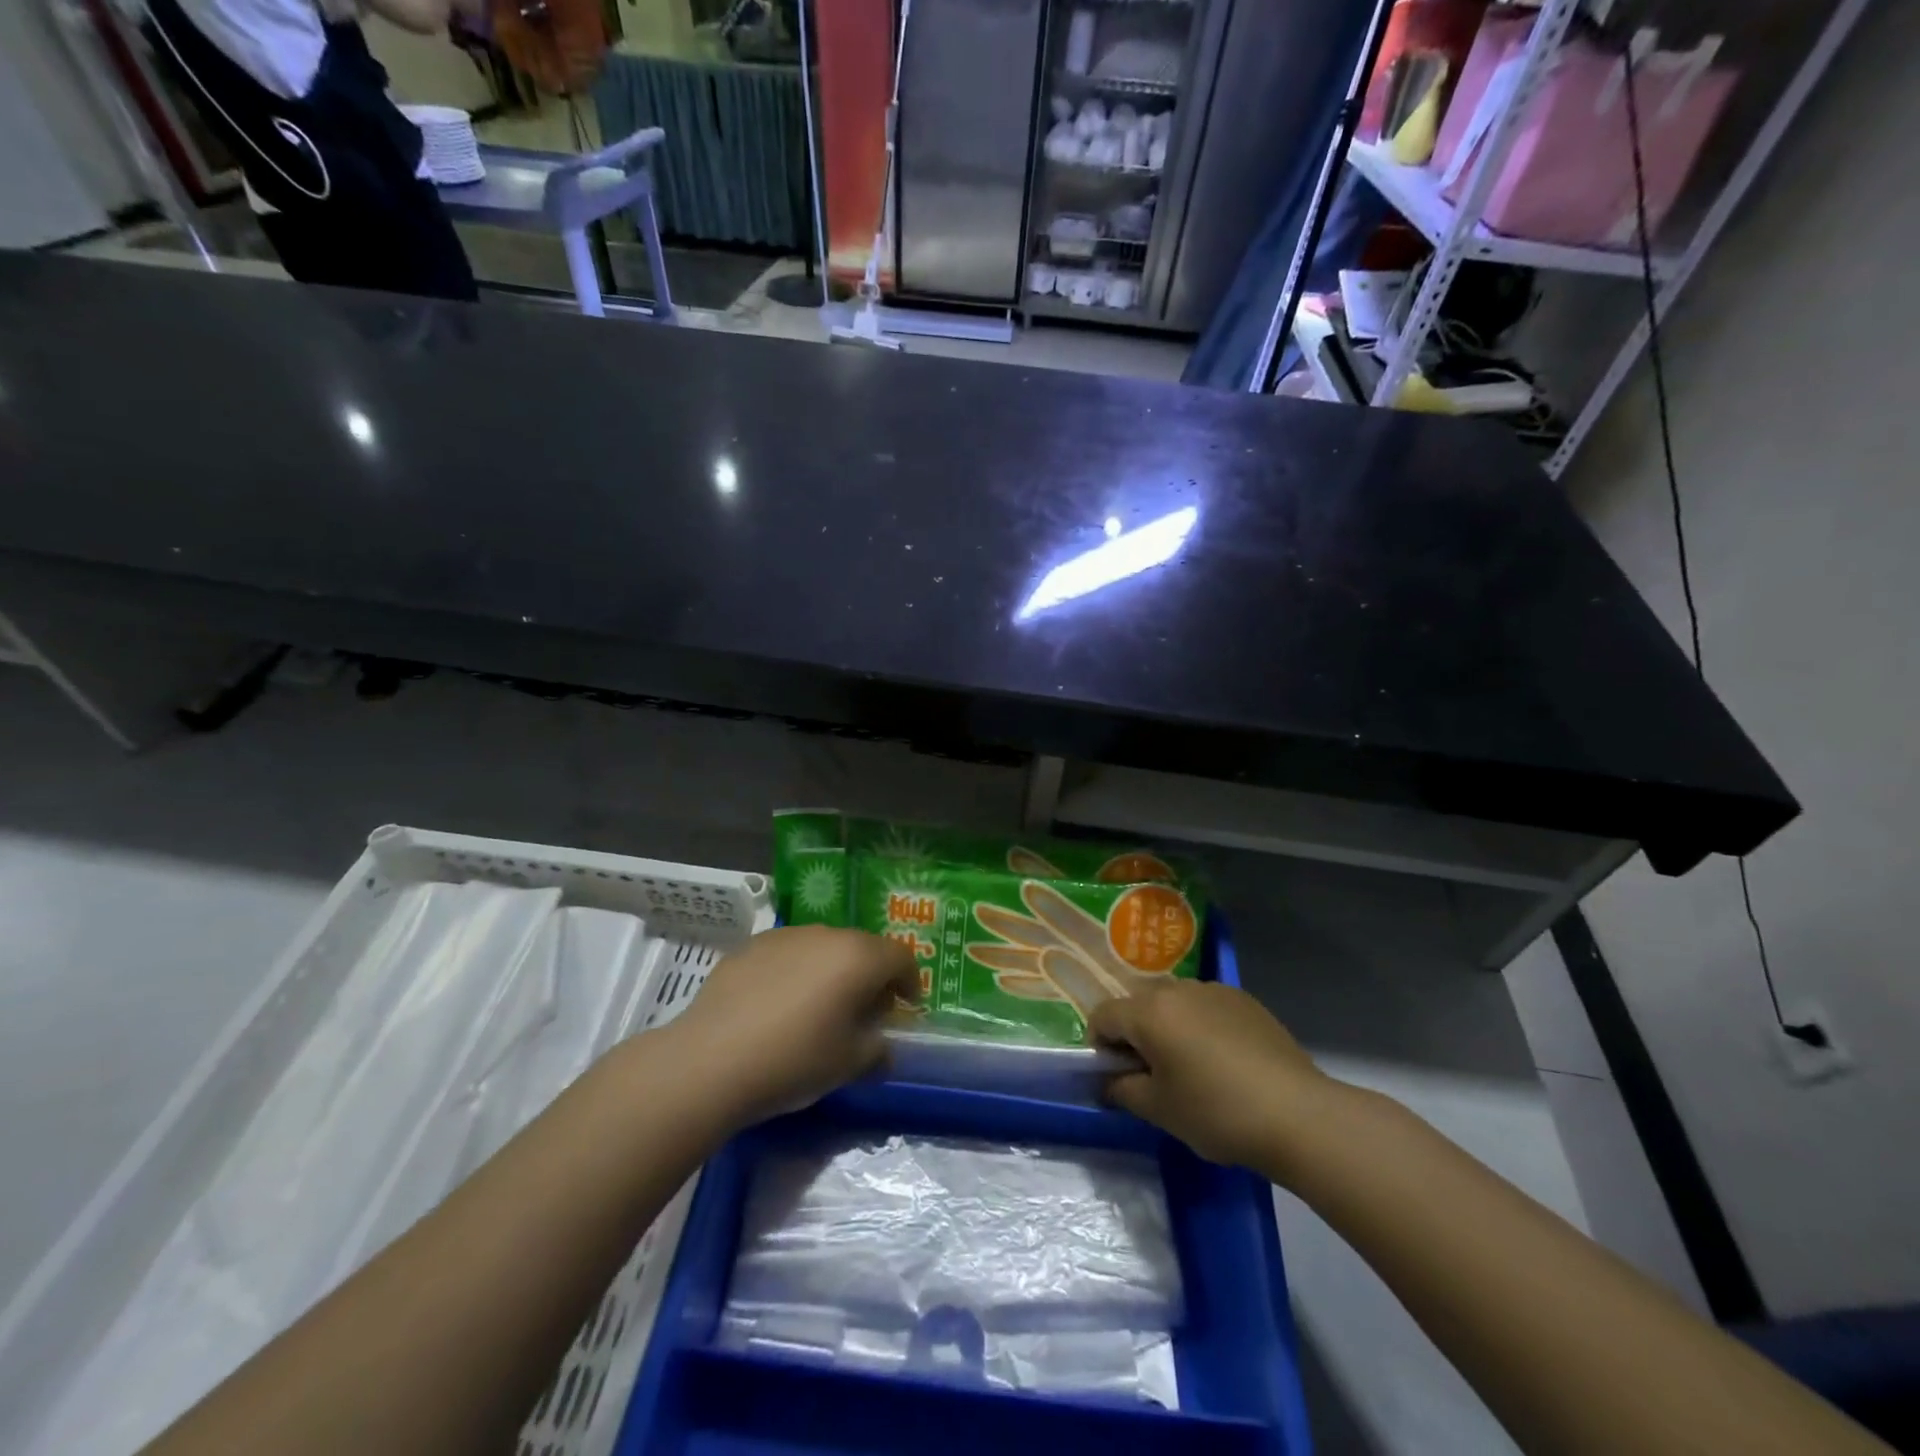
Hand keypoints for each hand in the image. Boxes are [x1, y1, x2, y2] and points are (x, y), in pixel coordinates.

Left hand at [660, 926, 919, 1128]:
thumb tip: (882, 1047)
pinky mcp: (750, 946)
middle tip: (865, 1011)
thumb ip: (877, 1052)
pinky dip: (796, 973)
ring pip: (823, 948)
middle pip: (861, 948)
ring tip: (819, 1008)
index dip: (909, 981)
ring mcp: (785, 936)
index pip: (900, 957)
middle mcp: (825, 935)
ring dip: (831, 971)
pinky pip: (788, 954)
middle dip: (870, 976)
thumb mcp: (849, 1065)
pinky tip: (778, 1006)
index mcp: (858, 957)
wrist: (710, 1060)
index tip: (906, 1006)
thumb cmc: (794, 1060)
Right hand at [1089, 980, 1332, 1172]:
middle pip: (1138, 1005)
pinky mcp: (1244, 999)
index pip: (1103, 1015)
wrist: (1298, 1114)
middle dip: (1135, 1035)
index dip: (1100, 1046)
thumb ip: (1122, 1090)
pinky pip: (1205, 1007)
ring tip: (1191, 1068)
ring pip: (1173, 1003)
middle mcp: (1177, 989)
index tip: (1117, 1077)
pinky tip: (1224, 1062)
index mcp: (1149, 1011)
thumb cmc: (1217, 1112)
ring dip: (1168, 1028)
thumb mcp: (1159, 1110)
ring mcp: (1214, 989)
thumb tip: (1108, 1081)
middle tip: (1153, 1076)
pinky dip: (1200, 1026)